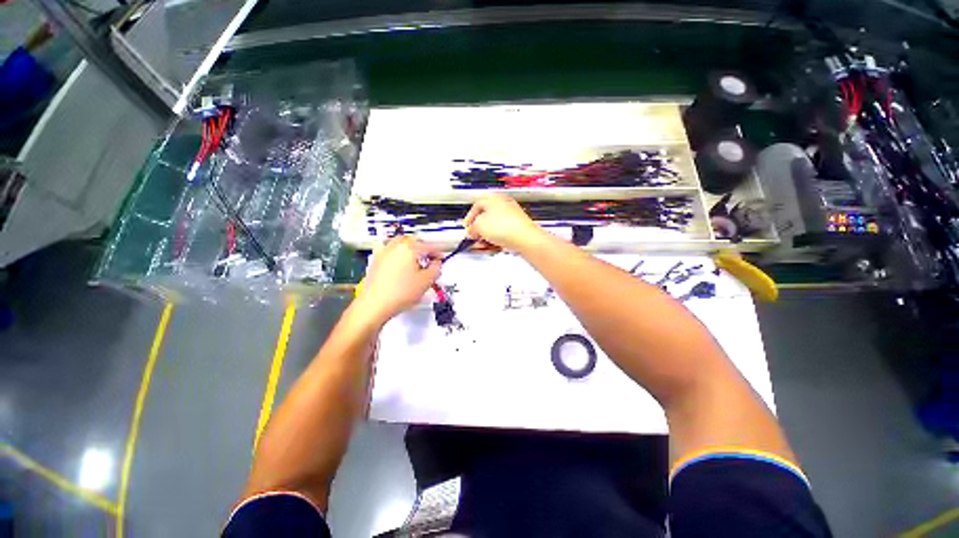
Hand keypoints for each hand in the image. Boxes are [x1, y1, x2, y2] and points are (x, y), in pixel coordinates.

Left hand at [355, 236, 440, 323]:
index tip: (441, 258)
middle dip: (422, 247)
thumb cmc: (399, 293)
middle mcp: (394, 246)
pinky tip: (401, 266)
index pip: (429, 246)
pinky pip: (390, 252)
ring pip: (400, 244)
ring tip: (415, 261)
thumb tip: (436, 264)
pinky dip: (398, 255)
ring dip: (410, 249)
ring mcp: (383, 252)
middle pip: (413, 240)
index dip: (438, 252)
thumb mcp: (426, 281)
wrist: (375, 304)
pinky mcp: (375, 261)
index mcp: (409, 248)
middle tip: (429, 258)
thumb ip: (436, 269)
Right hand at [464, 194, 545, 252]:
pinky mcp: (518, 228)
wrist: (525, 238)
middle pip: (487, 217)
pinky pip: (504, 234)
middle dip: (479, 229)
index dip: (470, 217)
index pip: (477, 205)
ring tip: (484, 244)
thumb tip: (471, 231)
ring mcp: (513, 217)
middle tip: (475, 236)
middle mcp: (504, 205)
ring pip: (495, 227)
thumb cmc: (505, 227)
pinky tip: (494, 247)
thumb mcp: (479, 226)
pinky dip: (497, 240)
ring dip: (487, 237)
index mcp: (494, 199)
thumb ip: (472, 228)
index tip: (467, 226)